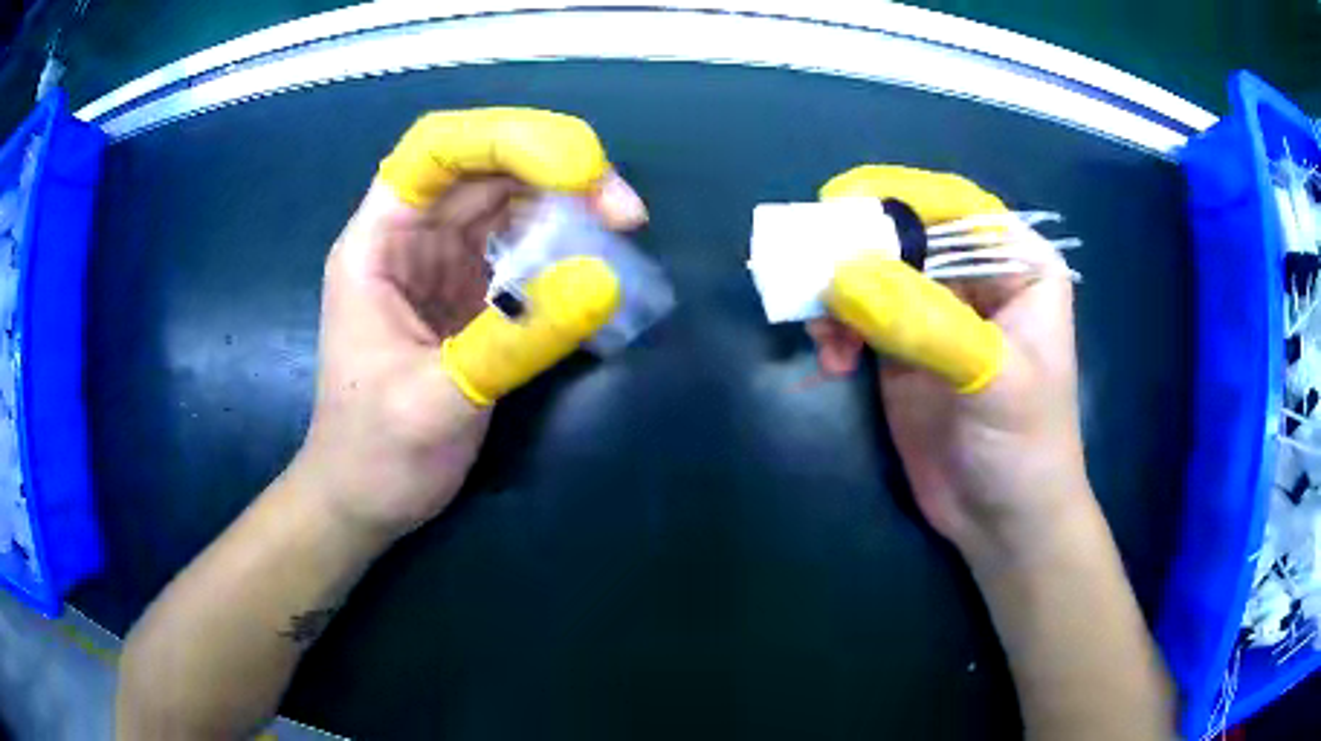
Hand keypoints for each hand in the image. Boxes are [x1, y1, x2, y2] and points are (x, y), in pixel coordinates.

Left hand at [297, 108, 646, 540]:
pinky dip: (562, 245)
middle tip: (623, 209)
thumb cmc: (375, 453)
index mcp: (378, 243)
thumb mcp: (436, 401)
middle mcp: (411, 238)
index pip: (435, 150)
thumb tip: (605, 282)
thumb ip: (514, 340)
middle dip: (557, 170)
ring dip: (568, 204)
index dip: (504, 138)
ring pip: (509, 202)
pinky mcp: (469, 294)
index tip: (576, 169)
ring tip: (622, 229)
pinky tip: (595, 262)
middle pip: (485, 168)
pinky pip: (522, 247)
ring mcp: (442, 264)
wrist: (364, 501)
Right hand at [808, 166, 1089, 561]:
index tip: (840, 201)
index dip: (900, 193)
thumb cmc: (1025, 445)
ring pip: (874, 274)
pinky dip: (835, 328)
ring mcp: (935, 313)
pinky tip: (832, 361)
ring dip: (838, 294)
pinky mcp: (902, 349)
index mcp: (1018, 264)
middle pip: (907, 235)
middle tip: (810, 267)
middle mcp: (976, 278)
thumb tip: (841, 275)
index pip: (958, 207)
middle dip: (856, 249)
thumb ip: (925, 323)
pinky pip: (858, 317)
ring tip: (822, 333)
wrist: (1004, 522)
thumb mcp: (991, 379)